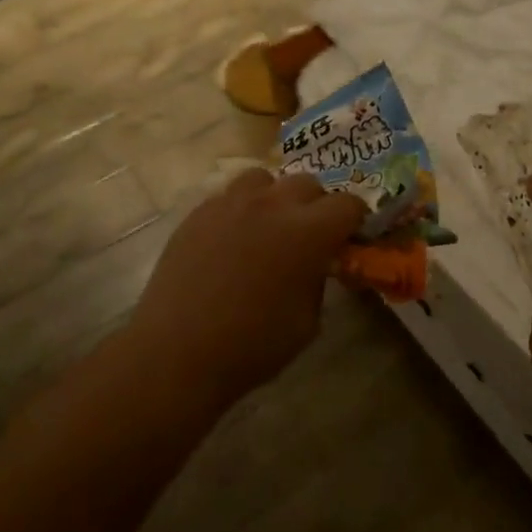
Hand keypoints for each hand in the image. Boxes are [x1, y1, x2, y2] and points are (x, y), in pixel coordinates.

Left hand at [127, 168, 365, 405]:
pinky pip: (229, 196)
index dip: (354, 219)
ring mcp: (230, 204)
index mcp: (308, 232)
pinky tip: (232, 239)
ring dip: (275, 197)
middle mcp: (272, 205)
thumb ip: (318, 280)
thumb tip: (315, 263)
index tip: (350, 236)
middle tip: (310, 234)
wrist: (177, 352)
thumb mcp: (308, 321)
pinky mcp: (198, 213)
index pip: (348, 204)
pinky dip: (241, 209)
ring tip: (268, 226)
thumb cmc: (252, 346)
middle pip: (307, 182)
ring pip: (264, 179)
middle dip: (316, 205)